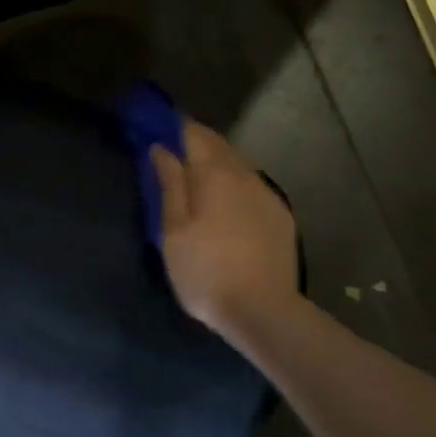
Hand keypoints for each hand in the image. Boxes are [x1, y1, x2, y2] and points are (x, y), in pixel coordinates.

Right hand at [150, 121, 298, 342]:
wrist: (263, 310)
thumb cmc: (206, 271)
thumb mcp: (173, 230)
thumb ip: (169, 184)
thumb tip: (161, 147)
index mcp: (215, 173)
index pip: (193, 133)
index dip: (173, 126)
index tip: (156, 126)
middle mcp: (245, 174)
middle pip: (218, 145)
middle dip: (195, 142)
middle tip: (172, 149)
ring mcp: (267, 194)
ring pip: (237, 166)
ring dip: (216, 163)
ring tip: (196, 176)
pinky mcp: (280, 215)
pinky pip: (252, 187)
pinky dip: (234, 184)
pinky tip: (226, 203)